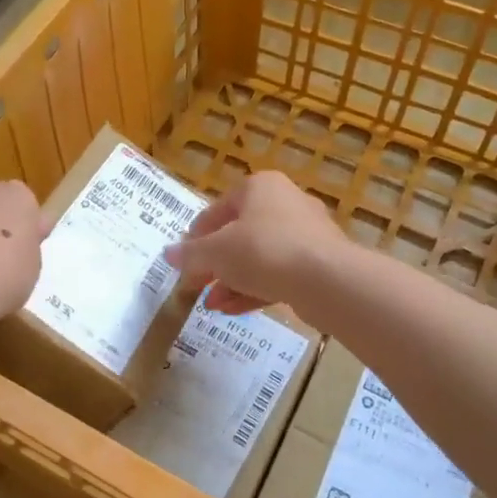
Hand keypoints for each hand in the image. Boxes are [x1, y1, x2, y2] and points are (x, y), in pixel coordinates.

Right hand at [164, 171, 346, 316]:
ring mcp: (306, 233)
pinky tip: (234, 310)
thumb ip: (190, 254)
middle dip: (215, 265)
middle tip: (197, 286)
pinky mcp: (318, 262)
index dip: (195, 238)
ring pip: (258, 257)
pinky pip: (278, 273)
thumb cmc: (264, 251)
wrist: (327, 280)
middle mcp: (285, 202)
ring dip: (232, 281)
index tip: (183, 263)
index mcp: (259, 187)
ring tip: (212, 304)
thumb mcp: (216, 253)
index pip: (217, 210)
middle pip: (239, 234)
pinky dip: (254, 289)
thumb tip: (169, 254)